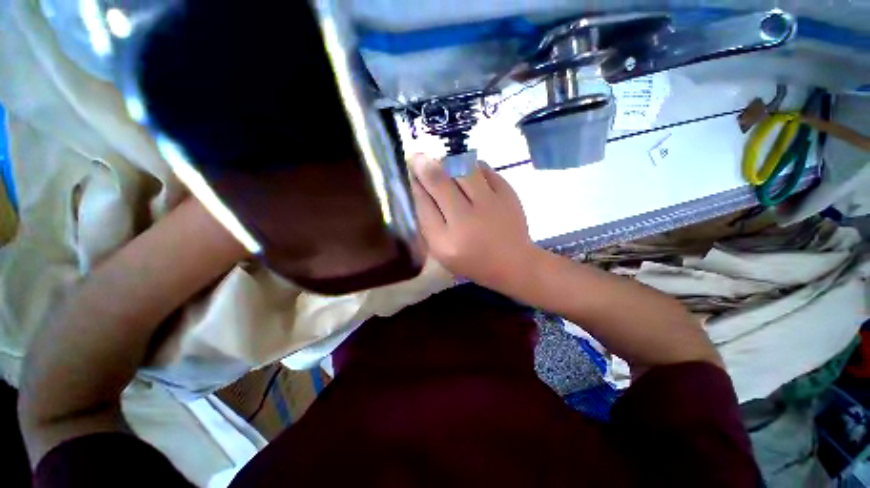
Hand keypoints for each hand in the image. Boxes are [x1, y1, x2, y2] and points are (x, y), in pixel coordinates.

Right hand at [410, 154, 535, 290]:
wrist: (513, 262)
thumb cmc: (472, 260)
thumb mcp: (443, 251)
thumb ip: (428, 223)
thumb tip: (419, 186)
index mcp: (446, 242)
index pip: (423, 204)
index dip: (415, 184)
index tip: (411, 173)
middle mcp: (467, 221)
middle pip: (439, 181)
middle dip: (424, 165)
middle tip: (418, 157)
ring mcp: (490, 205)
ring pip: (461, 168)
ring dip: (447, 162)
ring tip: (444, 164)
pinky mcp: (508, 194)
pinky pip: (483, 168)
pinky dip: (471, 166)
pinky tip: (468, 173)